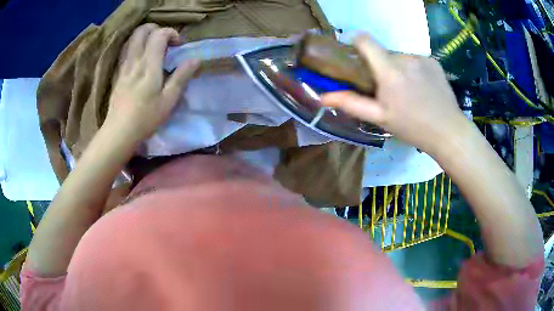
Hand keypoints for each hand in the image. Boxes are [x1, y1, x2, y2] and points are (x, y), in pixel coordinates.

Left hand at [105, 23, 199, 144]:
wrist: (119, 132)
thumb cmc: (146, 118)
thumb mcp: (169, 100)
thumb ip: (182, 77)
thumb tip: (195, 59)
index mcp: (149, 66)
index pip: (159, 35)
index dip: (171, 34)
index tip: (178, 45)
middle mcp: (134, 61)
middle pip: (141, 31)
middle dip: (155, 29)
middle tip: (164, 41)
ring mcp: (123, 66)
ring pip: (131, 39)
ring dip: (144, 36)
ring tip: (152, 47)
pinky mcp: (118, 73)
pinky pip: (125, 51)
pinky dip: (134, 46)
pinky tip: (140, 57)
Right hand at [321, 35, 468, 154]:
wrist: (449, 131)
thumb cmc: (413, 127)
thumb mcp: (380, 118)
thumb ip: (351, 103)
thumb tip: (322, 97)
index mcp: (389, 71)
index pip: (365, 40)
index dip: (356, 43)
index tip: (356, 55)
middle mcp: (405, 58)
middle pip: (383, 52)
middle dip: (380, 65)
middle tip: (387, 88)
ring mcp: (421, 58)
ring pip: (399, 57)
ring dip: (397, 68)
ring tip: (407, 90)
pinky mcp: (433, 61)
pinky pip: (415, 59)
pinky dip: (413, 69)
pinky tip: (421, 87)